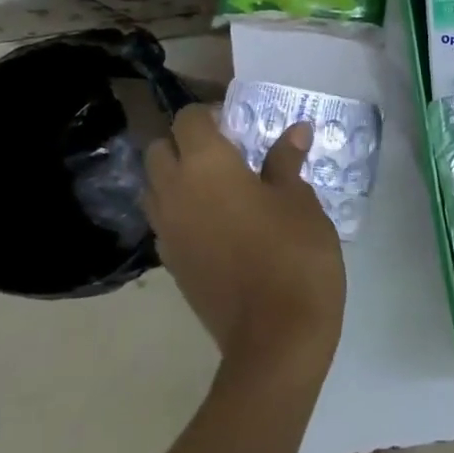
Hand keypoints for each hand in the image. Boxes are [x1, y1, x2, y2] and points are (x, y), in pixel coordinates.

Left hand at [144, 104, 344, 376]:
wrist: (275, 337)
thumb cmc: (293, 254)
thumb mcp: (299, 200)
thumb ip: (286, 161)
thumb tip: (295, 131)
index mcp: (204, 165)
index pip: (188, 119)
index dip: (211, 115)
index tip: (240, 126)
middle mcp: (174, 192)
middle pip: (159, 150)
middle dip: (185, 143)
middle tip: (228, 152)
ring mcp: (167, 231)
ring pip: (154, 187)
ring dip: (177, 176)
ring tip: (220, 186)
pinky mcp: (171, 264)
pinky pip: (164, 220)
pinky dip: (181, 210)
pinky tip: (219, 222)